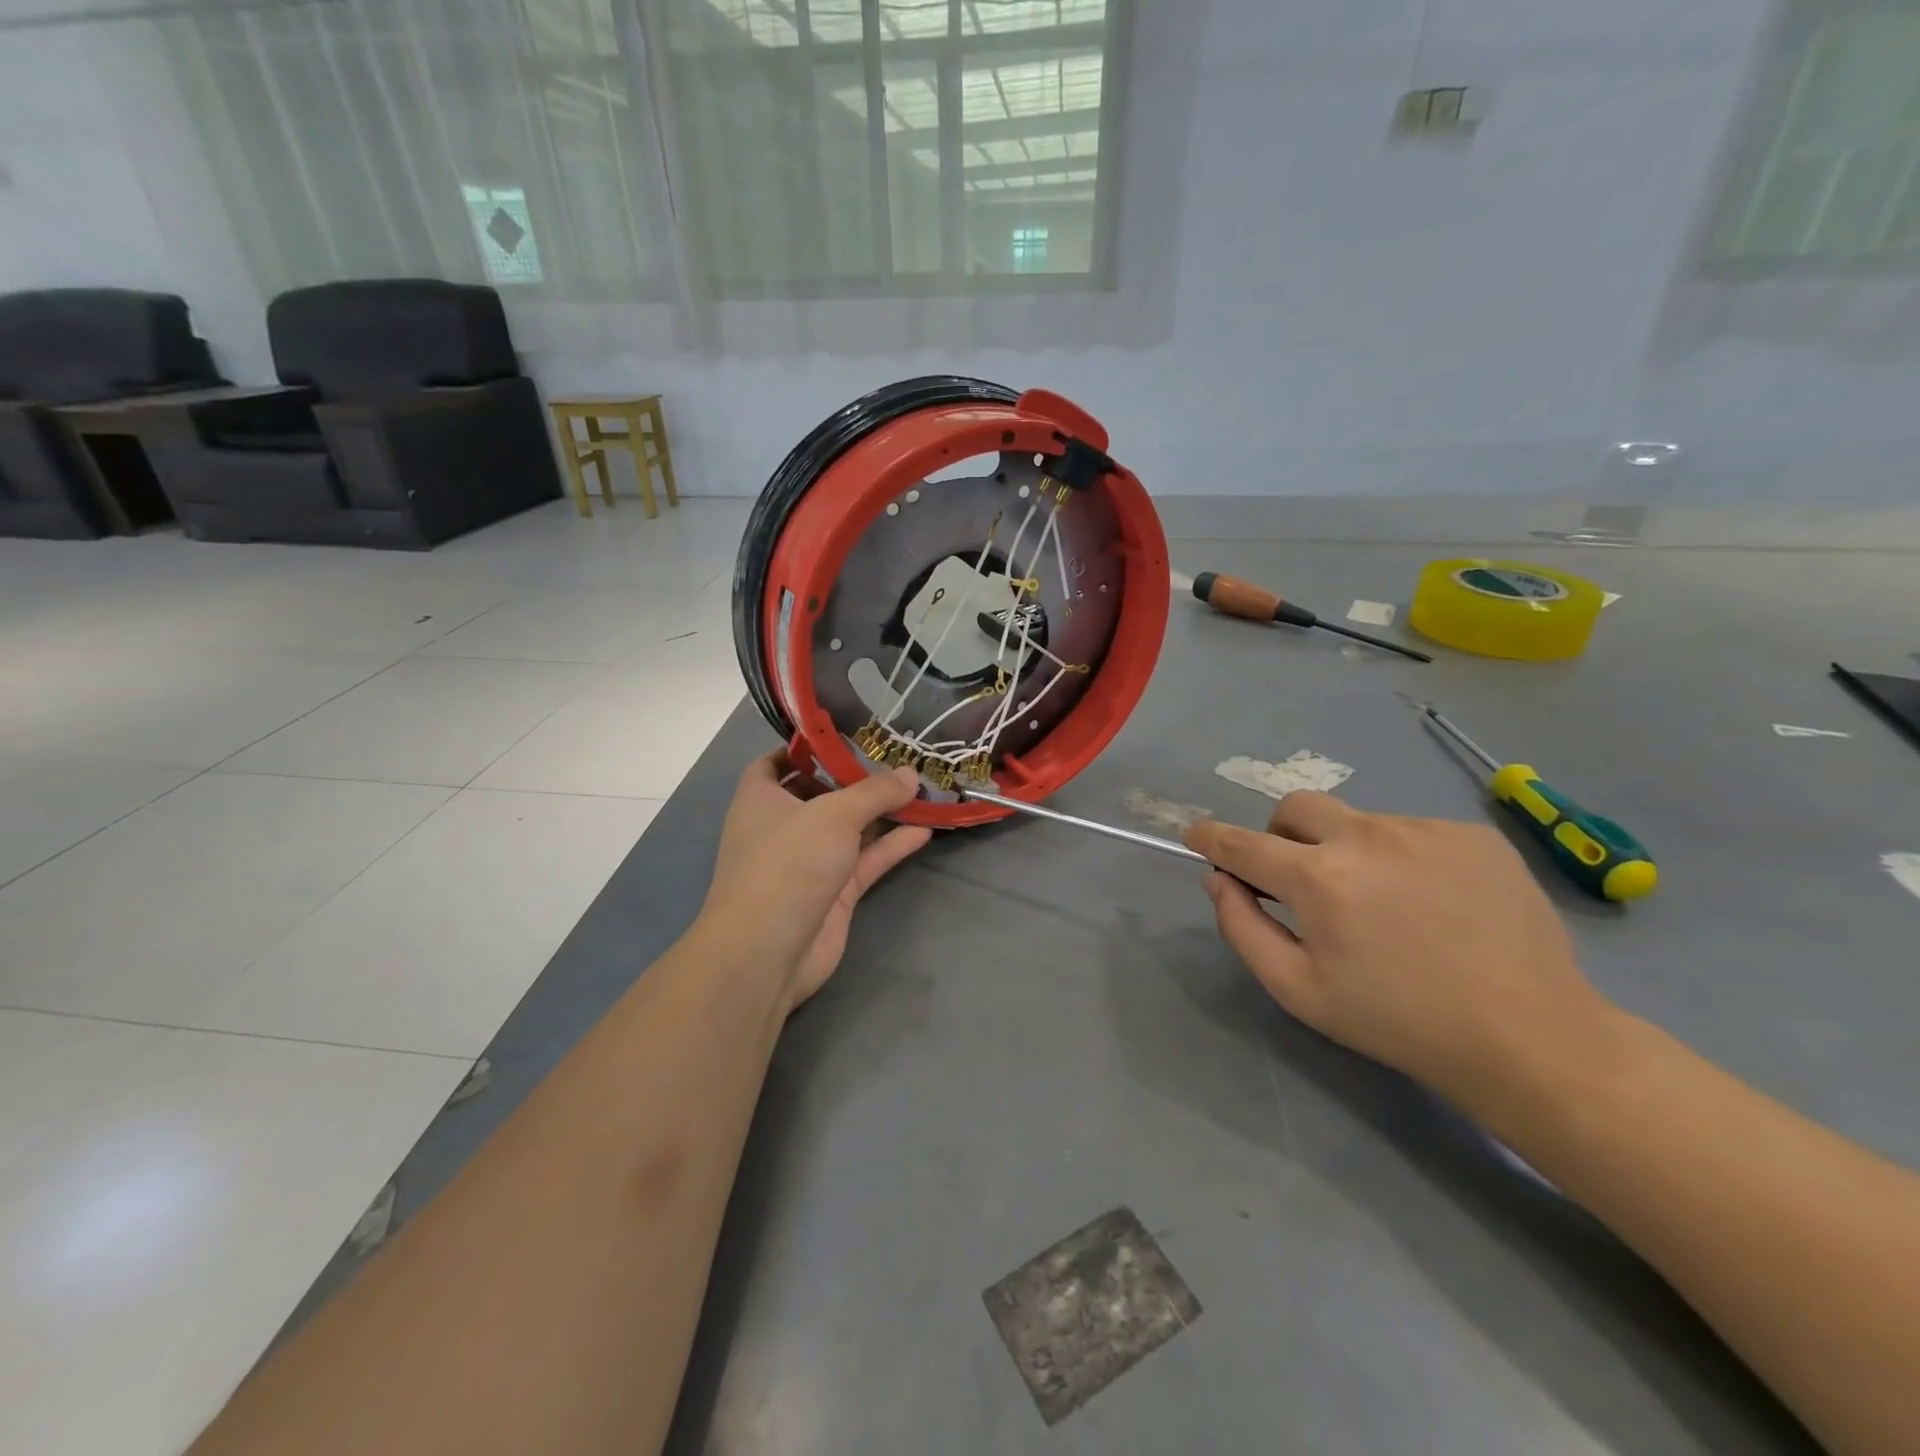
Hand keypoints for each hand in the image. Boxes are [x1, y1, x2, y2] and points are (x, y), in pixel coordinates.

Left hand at [700, 752, 932, 1014]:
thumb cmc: (788, 863)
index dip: (806, 747)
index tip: (845, 734)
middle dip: (857, 778)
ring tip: (921, 790)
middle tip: (898, 759)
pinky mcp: (833, 892)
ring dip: (882, 812)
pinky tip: (924, 829)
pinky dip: (891, 845)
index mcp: (761, 798)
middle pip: (822, 793)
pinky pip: (866, 860)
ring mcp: (809, 861)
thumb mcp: (833, 814)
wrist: (768, 951)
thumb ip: (875, 792)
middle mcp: (783, 826)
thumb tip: (910, 774)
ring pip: (849, 828)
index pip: (777, 761)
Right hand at [1186, 792, 1622, 1112]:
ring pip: (1357, 821)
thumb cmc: (1398, 1021)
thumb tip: (1219, 880)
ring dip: (1347, 851)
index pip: (1242, 842)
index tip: (1195, 835)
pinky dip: (1401, 857)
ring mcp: (1424, 829)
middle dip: (1281, 836)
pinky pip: (1412, 831)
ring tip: (1384, 905)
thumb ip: (1243, 928)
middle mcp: (1366, 837)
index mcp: (1319, 878)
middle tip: (1300, 880)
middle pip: (1296, 807)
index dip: (1210, 836)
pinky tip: (1432, 902)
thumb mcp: (1299, 990)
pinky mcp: (1472, 835)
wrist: (1530, 1038)